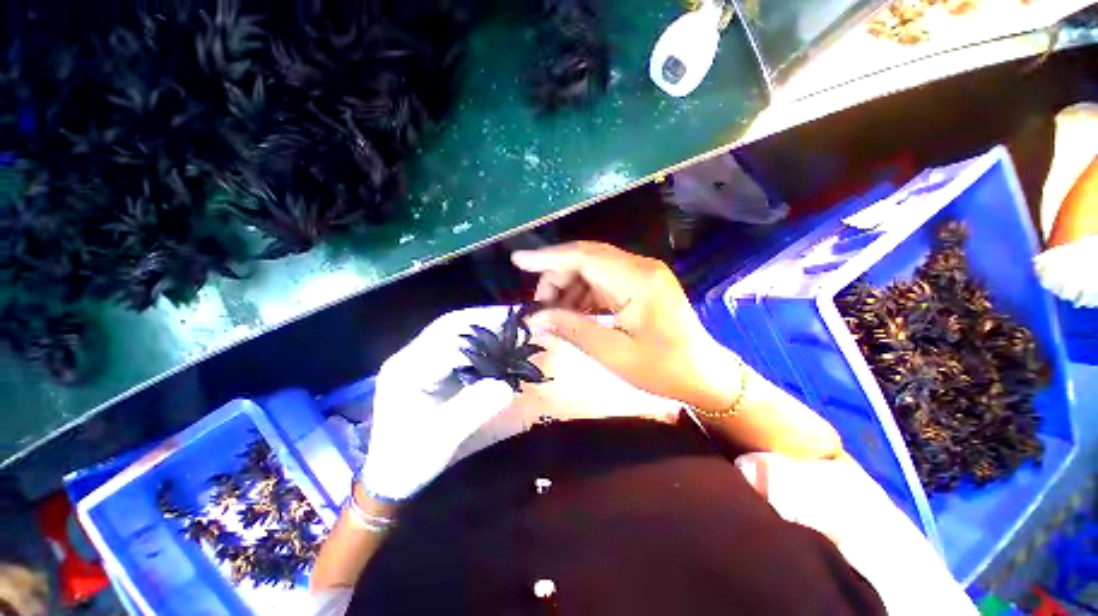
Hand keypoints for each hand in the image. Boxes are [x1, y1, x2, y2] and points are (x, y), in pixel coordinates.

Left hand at [360, 307, 516, 500]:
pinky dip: (478, 337)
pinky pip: (455, 342)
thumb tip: (506, 386)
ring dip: (481, 324)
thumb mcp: (442, 439)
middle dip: (483, 317)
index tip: (511, 326)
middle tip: (514, 316)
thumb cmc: (412, 459)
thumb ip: (473, 410)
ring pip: (452, 329)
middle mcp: (410, 357)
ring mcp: (417, 359)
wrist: (391, 474)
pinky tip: (495, 341)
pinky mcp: (427, 366)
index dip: (481, 331)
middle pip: (448, 325)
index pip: (447, 339)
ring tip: (509, 323)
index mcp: (407, 370)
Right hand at [512, 242, 739, 412]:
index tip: (518, 261)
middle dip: (556, 277)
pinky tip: (574, 311)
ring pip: (593, 268)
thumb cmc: (663, 369)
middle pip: (586, 258)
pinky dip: (584, 293)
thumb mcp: (613, 354)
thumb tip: (535, 318)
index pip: (583, 257)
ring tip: (554, 312)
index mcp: (637, 280)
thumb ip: (572, 329)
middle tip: (539, 306)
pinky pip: (604, 280)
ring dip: (569, 286)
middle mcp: (640, 268)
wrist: (704, 374)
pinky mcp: (641, 284)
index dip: (548, 258)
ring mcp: (642, 274)